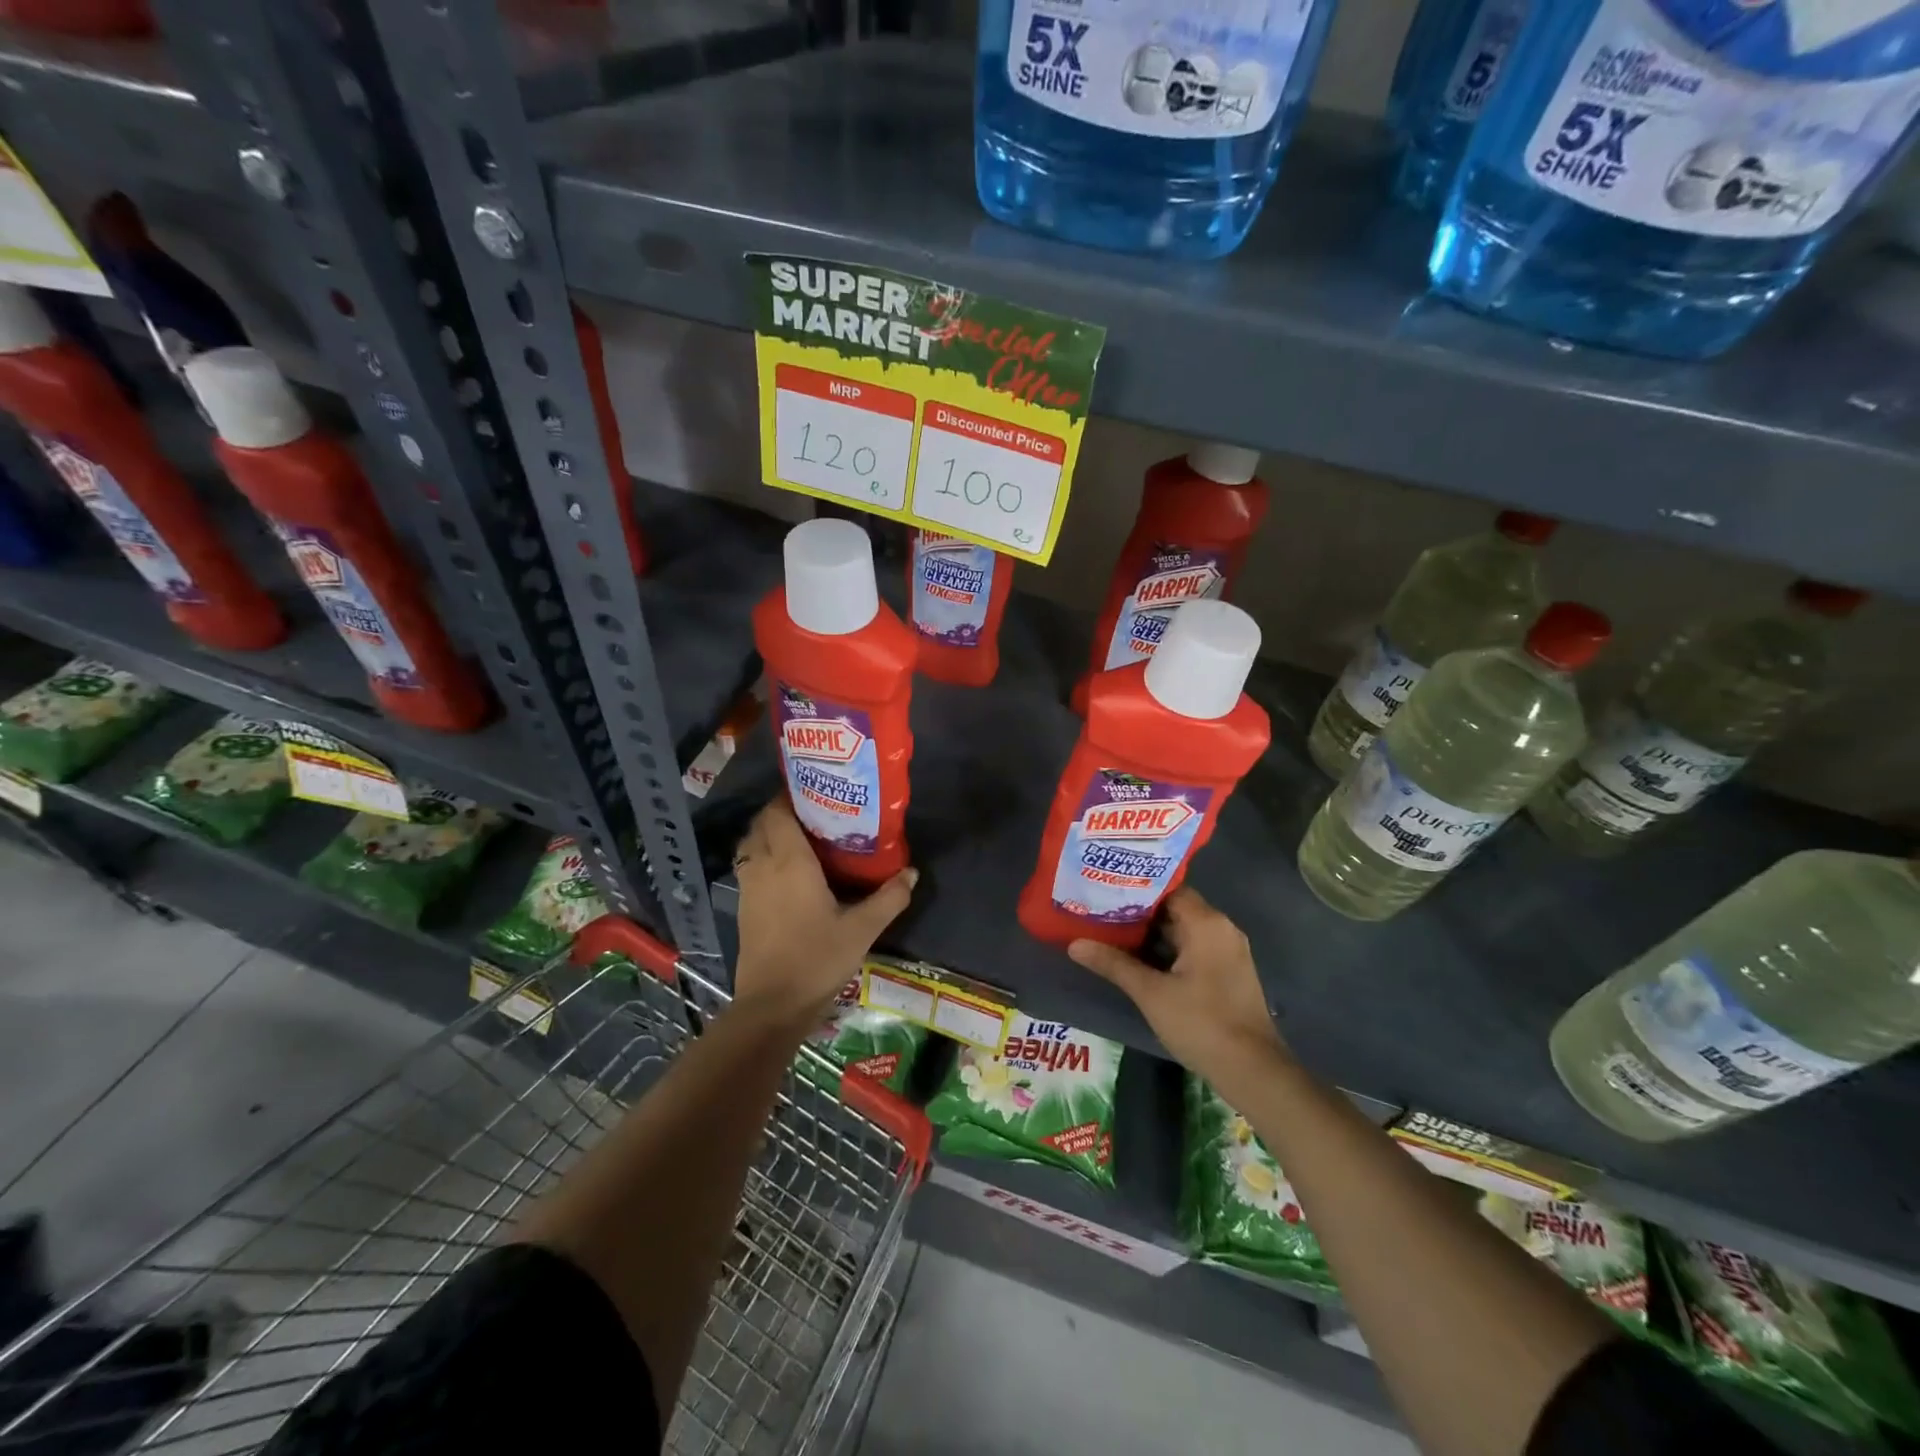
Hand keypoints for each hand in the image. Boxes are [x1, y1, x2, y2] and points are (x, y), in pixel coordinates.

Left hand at [730, 797, 916, 1028]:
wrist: (772, 1006)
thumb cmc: (817, 958)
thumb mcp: (862, 929)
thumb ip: (888, 898)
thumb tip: (912, 873)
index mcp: (789, 861)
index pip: (777, 812)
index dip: (790, 796)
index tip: (815, 790)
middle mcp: (763, 866)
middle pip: (761, 824)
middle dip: (780, 812)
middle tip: (813, 813)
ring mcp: (748, 888)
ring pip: (751, 845)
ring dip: (768, 834)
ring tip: (800, 838)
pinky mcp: (743, 908)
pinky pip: (749, 867)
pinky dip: (762, 857)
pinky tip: (787, 873)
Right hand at [1068, 889, 1289, 1094]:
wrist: (1252, 1070)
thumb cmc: (1201, 1023)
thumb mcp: (1151, 993)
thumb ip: (1113, 964)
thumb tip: (1075, 944)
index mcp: (1206, 923)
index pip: (1167, 889)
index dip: (1136, 889)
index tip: (1105, 890)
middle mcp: (1221, 929)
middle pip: (1175, 908)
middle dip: (1139, 912)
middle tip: (1100, 911)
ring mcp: (1228, 951)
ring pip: (1184, 930)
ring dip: (1152, 933)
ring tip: (1111, 932)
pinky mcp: (1229, 972)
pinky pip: (1194, 948)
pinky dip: (1168, 950)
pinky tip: (1140, 960)